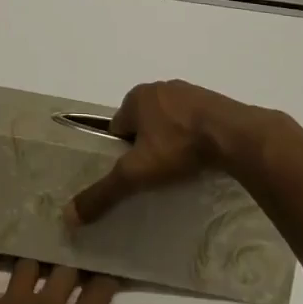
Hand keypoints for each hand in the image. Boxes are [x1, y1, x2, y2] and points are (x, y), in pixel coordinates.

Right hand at [64, 80, 270, 226]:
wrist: (234, 135)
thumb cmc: (178, 146)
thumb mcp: (136, 173)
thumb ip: (104, 192)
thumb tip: (68, 216)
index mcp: (136, 96)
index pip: (117, 127)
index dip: (121, 151)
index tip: (134, 174)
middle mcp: (159, 88)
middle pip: (142, 123)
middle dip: (146, 145)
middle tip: (156, 174)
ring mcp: (188, 92)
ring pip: (168, 121)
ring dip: (170, 140)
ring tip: (180, 169)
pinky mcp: (213, 101)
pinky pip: (193, 121)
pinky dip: (192, 137)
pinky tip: (200, 157)